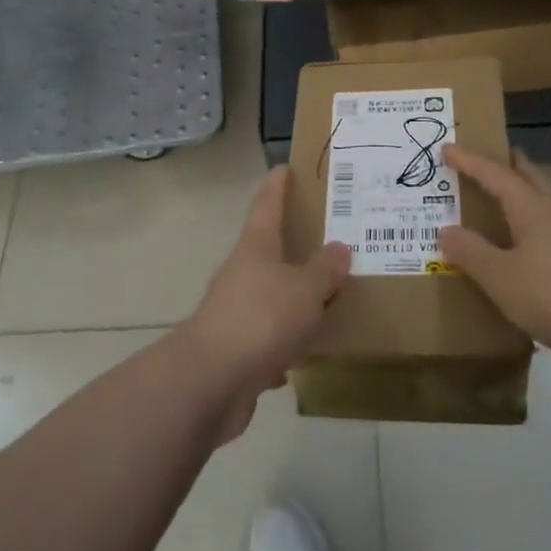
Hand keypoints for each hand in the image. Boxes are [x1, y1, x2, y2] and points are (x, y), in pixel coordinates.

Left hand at [184, 168, 351, 418]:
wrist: (211, 382)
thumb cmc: (260, 319)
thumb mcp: (304, 290)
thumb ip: (325, 270)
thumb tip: (340, 248)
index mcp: (256, 247)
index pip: (267, 204)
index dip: (277, 185)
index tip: (286, 168)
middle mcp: (243, 273)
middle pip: (270, 250)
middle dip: (297, 245)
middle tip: (332, 239)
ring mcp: (237, 312)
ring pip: (273, 296)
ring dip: (295, 297)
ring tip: (331, 296)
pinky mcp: (238, 350)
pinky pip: (271, 338)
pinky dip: (289, 342)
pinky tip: (311, 350)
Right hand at [438, 147, 550, 379]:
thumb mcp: (502, 279)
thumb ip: (471, 253)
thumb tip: (447, 230)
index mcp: (533, 207)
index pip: (494, 173)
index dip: (468, 160)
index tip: (447, 148)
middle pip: (530, 176)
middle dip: (507, 166)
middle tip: (485, 162)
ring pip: (550, 204)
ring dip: (526, 200)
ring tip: (507, 212)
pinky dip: (543, 230)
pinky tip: (540, 256)